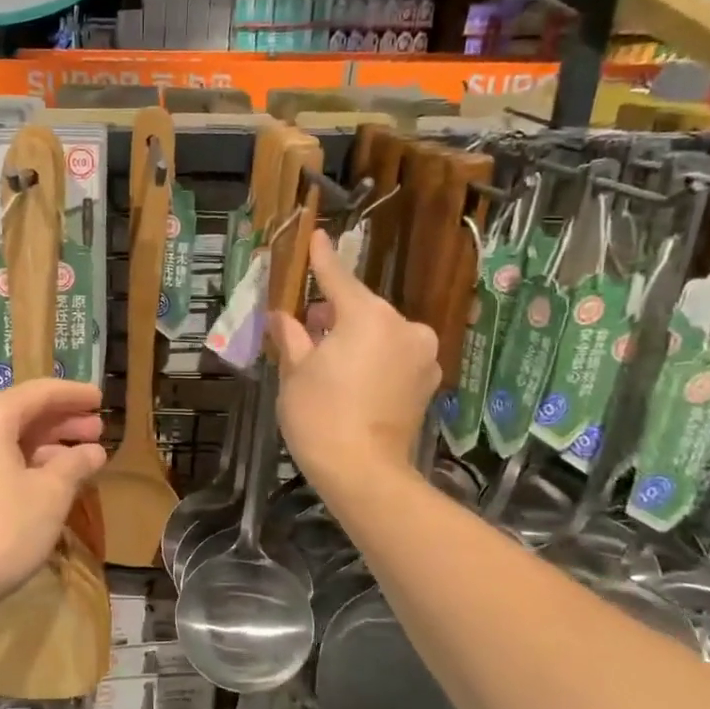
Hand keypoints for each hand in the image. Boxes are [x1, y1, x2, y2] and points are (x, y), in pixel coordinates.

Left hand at [0, 380, 106, 615]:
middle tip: (97, 429)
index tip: (101, 398)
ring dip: (43, 445)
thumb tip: (93, 451)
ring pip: (4, 438)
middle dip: (61, 421)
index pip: (39, 393)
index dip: (74, 395)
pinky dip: (20, 462)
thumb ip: (74, 464)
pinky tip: (46, 479)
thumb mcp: (49, 496)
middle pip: (20, 413)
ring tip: (80, 456)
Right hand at [269, 229, 439, 483]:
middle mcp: (404, 328)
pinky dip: (373, 358)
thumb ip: (291, 336)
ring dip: (355, 337)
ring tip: (326, 358)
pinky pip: (394, 356)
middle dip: (334, 314)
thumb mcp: (295, 372)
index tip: (316, 236)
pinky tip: (351, 378)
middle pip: (362, 309)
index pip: (338, 278)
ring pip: (380, 334)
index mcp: (368, 317)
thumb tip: (281, 317)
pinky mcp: (428, 382)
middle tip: (305, 327)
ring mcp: (422, 356)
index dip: (322, 258)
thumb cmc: (320, 415)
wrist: (364, 473)